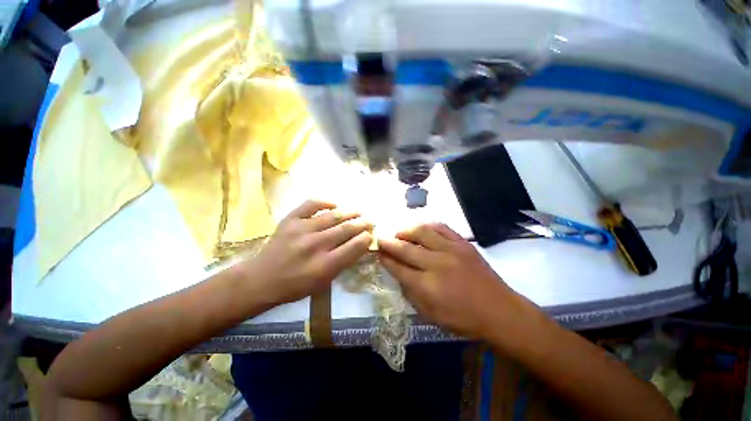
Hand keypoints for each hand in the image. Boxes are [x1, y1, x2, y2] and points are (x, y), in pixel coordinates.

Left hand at [247, 200, 372, 304]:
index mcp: (324, 265)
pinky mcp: (290, 220)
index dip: (367, 238)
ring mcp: (301, 229)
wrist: (261, 279)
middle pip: (346, 228)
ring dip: (350, 213)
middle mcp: (315, 245)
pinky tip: (335, 205)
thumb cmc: (295, 286)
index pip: (354, 246)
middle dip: (363, 223)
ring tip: (358, 212)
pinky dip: (325, 202)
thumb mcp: (323, 282)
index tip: (371, 234)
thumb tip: (360, 245)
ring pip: (333, 216)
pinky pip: (311, 204)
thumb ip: (343, 263)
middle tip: (370, 221)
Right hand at [378, 223, 516, 338]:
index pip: (398, 268)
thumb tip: (398, 273)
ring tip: (399, 232)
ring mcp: (451, 250)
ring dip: (405, 230)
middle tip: (380, 238)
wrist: (499, 310)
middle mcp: (437, 264)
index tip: (377, 252)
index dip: (385, 259)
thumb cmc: (463, 318)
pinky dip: (427, 225)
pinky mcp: (463, 243)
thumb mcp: (430, 315)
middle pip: (405, 248)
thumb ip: (410, 293)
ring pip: (422, 231)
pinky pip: (441, 227)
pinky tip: (420, 228)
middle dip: (389, 242)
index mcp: (427, 286)